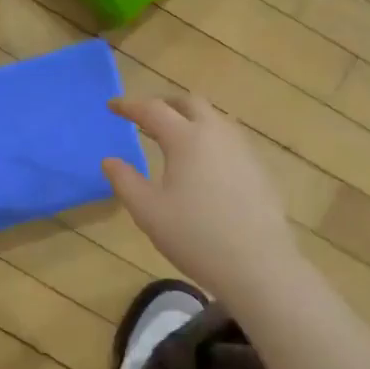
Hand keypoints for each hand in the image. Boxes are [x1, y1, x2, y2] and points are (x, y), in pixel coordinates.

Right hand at [103, 93, 298, 301]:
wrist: (258, 265)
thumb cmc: (195, 236)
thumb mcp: (148, 212)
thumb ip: (125, 181)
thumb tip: (110, 160)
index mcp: (186, 139)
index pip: (153, 109)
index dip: (129, 106)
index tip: (112, 107)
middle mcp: (217, 134)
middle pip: (190, 103)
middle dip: (165, 104)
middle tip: (146, 117)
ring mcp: (244, 149)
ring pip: (215, 119)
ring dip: (190, 119)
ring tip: (174, 139)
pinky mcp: (259, 169)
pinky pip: (230, 140)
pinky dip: (209, 139)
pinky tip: (204, 165)